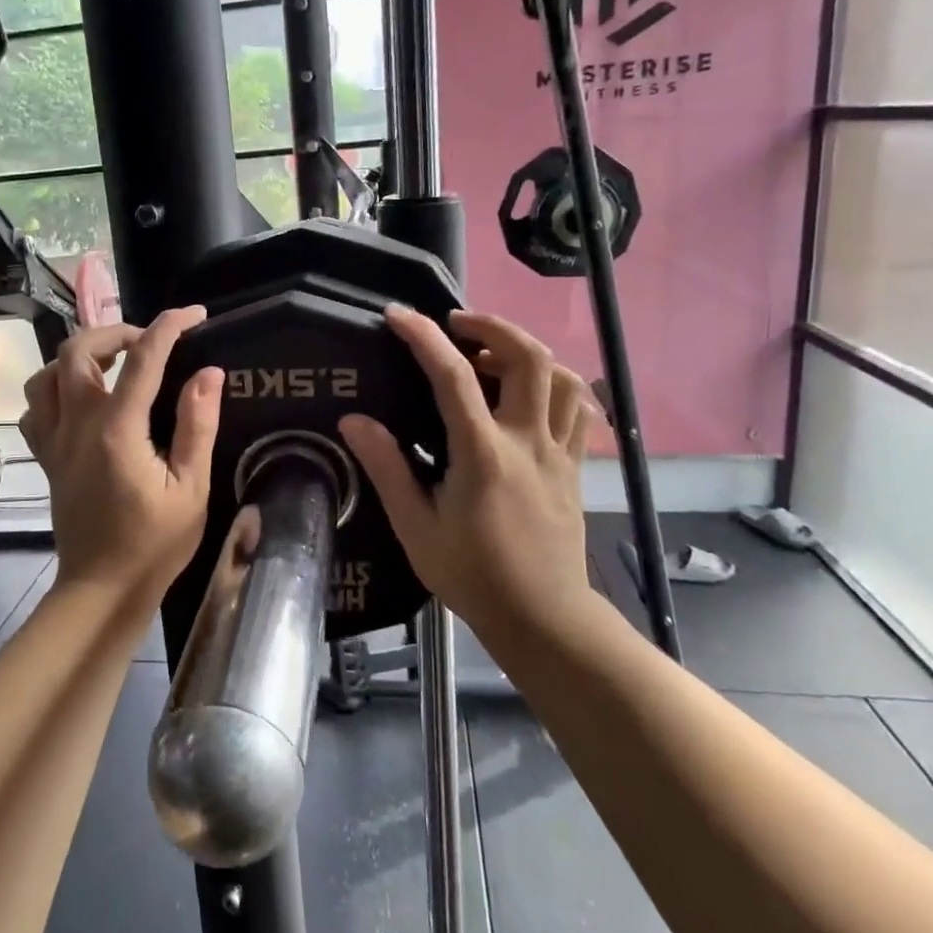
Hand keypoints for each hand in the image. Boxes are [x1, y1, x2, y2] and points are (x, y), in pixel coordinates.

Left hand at [19, 306, 223, 607]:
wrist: (102, 589)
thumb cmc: (155, 544)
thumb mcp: (191, 489)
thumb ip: (198, 426)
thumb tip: (208, 372)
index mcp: (118, 431)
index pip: (143, 358)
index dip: (169, 326)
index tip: (194, 314)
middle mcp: (77, 425)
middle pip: (78, 349)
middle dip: (116, 331)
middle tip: (149, 343)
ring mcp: (54, 440)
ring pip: (47, 372)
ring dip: (80, 355)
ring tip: (113, 363)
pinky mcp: (46, 456)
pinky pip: (36, 406)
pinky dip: (55, 388)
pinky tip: (81, 398)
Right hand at [339, 307, 600, 637]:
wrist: (543, 618)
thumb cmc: (473, 575)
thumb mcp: (416, 527)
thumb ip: (387, 468)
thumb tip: (354, 420)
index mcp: (483, 454)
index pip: (453, 376)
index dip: (423, 337)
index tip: (397, 315)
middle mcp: (527, 440)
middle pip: (528, 357)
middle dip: (492, 325)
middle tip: (456, 325)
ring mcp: (559, 451)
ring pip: (561, 377)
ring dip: (526, 352)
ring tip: (491, 358)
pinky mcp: (574, 465)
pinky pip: (578, 408)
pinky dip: (555, 385)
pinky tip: (528, 394)